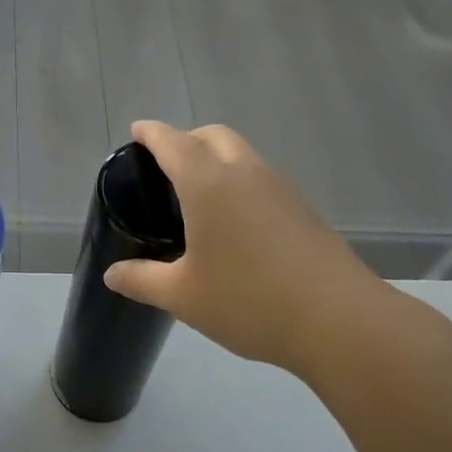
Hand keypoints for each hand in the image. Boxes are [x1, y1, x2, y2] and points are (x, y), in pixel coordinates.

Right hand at [102, 121, 411, 383]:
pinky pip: (261, 179)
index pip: (173, 142)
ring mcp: (280, 188)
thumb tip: (112, 274)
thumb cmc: (249, 301)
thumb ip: (142, 280)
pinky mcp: (303, 209)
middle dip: (186, 139)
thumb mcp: (183, 296)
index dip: (151, 133)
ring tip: (199, 196)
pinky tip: (235, 223)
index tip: (137, 131)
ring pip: (242, 155)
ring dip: (216, 159)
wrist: (339, 320)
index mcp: (208, 184)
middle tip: (166, 165)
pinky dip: (240, 182)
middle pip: (213, 136)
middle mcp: (245, 173)